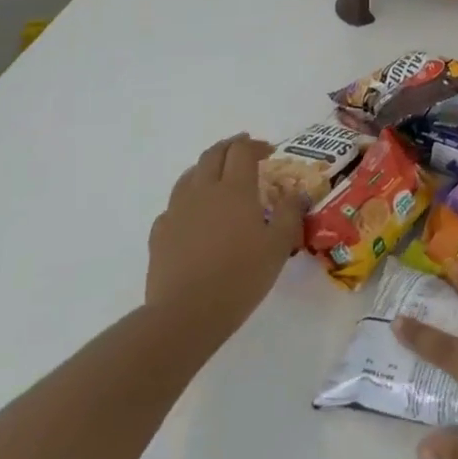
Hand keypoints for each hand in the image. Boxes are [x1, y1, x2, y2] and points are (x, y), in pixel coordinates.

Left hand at [146, 134, 301, 337]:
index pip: (242, 151)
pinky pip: (175, 203)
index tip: (269, 151)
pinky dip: (189, 198)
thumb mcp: (279, 246)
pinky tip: (196, 214)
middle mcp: (203, 191)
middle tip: (245, 151)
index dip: (256, 145)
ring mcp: (177, 210)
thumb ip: (290, 214)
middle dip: (230, 147)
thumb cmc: (241, 276)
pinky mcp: (160, 231)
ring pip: (190, 174)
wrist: (186, 313)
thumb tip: (296, 192)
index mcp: (235, 190)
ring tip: (219, 176)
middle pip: (213, 154)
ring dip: (207, 167)